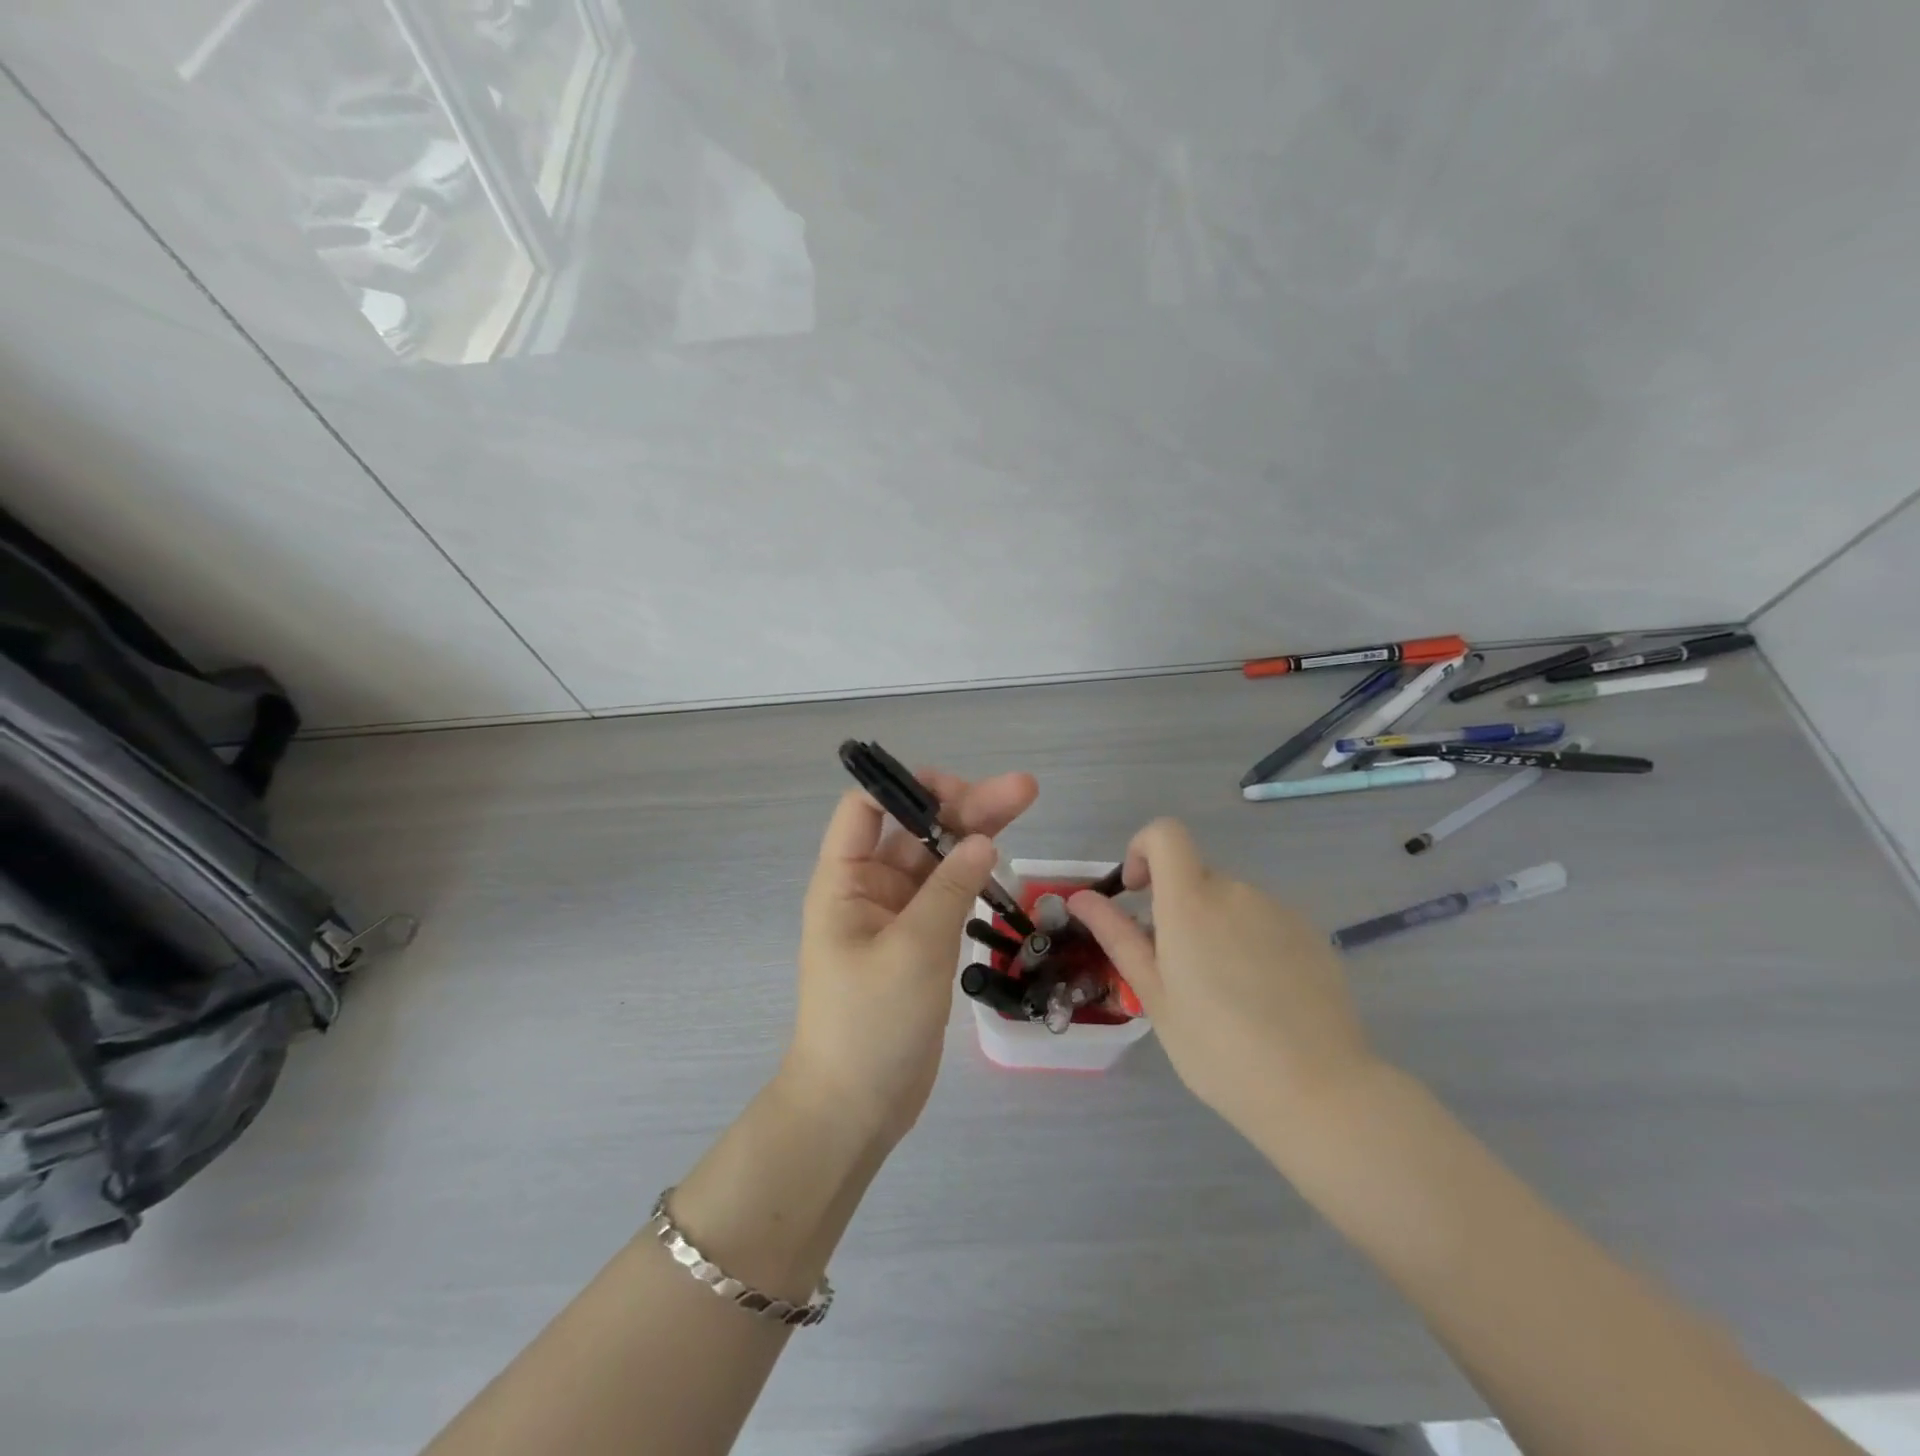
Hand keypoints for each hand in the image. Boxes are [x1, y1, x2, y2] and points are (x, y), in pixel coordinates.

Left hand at [785, 768, 1038, 1145]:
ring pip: (937, 859)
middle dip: (963, 806)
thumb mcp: (912, 949)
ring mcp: (898, 916)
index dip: (906, 788)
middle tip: (1022, 791)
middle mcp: (869, 888)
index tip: (958, 792)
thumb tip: (983, 840)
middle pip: (915, 829)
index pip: (865, 808)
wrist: (856, 1107)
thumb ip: (950, 889)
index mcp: (845, 880)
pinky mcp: (921, 942)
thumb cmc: (870, 1023)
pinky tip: (1002, 861)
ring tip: (1024, 804)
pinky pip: (947, 894)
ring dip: (975, 834)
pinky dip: (973, 876)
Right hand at [1068, 818, 1379, 1153]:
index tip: (1138, 893)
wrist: (1319, 1091)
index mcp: (1191, 901)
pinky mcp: (1311, 935)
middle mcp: (1237, 892)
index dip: (1144, 849)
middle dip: (1178, 910)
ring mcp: (1280, 911)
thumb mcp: (1155, 995)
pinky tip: (1264, 1000)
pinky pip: (1265, 923)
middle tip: (1179, 973)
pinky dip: (1251, 944)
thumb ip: (1118, 936)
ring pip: (1231, 903)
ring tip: (1226, 996)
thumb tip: (1080, 897)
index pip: (1165, 834)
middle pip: (1196, 877)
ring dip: (1216, 929)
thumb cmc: (1217, 1048)